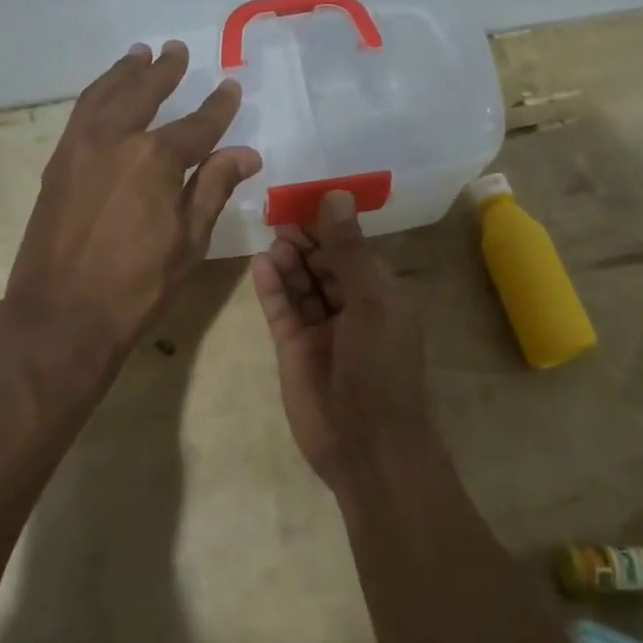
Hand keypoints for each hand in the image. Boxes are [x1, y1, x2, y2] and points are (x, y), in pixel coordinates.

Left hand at [7, 41, 260, 362]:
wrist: (60, 315)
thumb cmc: (136, 286)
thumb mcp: (189, 241)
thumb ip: (213, 188)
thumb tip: (245, 153)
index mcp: (154, 159)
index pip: (197, 125)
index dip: (218, 107)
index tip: (231, 87)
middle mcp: (114, 140)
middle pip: (143, 94)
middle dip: (164, 72)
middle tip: (177, 51)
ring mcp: (79, 148)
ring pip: (103, 95)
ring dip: (124, 72)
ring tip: (139, 54)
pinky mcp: (57, 164)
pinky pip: (80, 114)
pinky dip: (97, 94)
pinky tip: (105, 94)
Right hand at [251, 190, 429, 487]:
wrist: (366, 446)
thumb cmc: (381, 368)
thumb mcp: (372, 303)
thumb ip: (350, 251)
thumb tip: (336, 196)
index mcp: (380, 295)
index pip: (354, 249)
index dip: (333, 225)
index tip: (307, 198)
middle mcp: (351, 307)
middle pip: (325, 263)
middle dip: (307, 239)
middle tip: (281, 216)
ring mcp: (320, 328)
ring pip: (302, 283)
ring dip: (289, 259)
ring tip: (273, 238)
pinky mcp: (293, 348)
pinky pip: (281, 309)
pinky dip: (272, 287)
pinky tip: (261, 264)